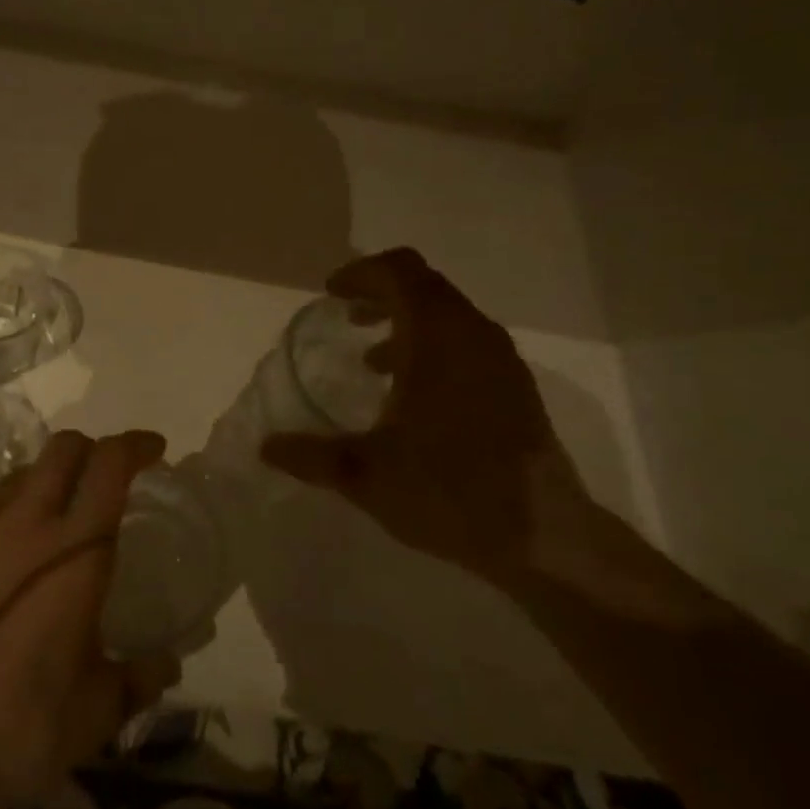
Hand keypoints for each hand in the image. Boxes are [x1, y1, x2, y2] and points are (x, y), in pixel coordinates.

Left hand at [0, 429, 181, 808]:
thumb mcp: (99, 709)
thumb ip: (141, 677)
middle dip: (92, 449)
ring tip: (56, 520)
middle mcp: (23, 527)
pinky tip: (4, 566)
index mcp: (75, 552)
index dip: (136, 445)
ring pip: (18, 478)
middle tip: (107, 477)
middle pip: (61, 449)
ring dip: (47, 482)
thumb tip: (167, 665)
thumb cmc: (23, 728)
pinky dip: (7, 520)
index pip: (109, 466)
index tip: (154, 450)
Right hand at [260, 248, 588, 586]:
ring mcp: (501, 361)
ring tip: (373, 361)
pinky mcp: (516, 388)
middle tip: (348, 316)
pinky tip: (413, 398)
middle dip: (382, 293)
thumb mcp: (365, 475)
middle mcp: (474, 335)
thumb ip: (311, 456)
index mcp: (437, 337)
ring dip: (407, 324)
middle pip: (425, 286)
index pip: (400, 271)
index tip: (332, 293)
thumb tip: (266, 447)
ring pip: (449, 317)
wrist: (543, 536)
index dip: (362, 273)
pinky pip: (467, 344)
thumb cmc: (448, 490)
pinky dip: (434, 349)